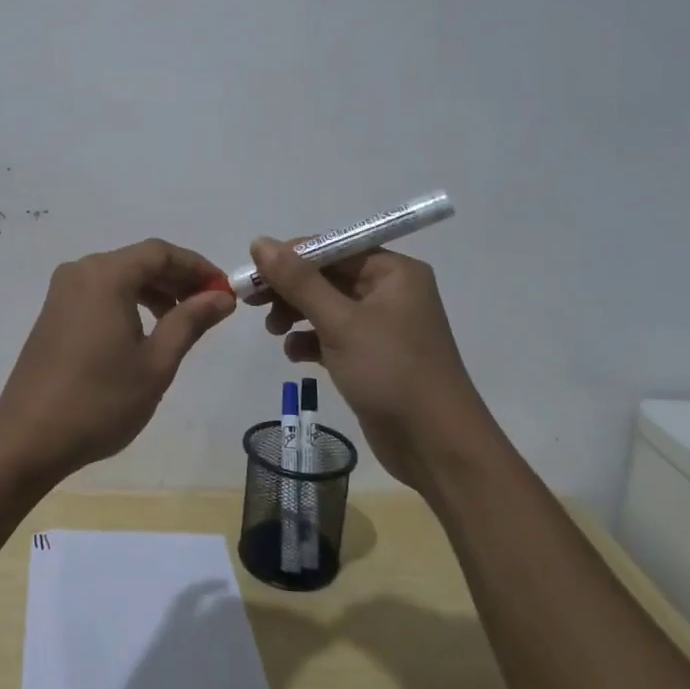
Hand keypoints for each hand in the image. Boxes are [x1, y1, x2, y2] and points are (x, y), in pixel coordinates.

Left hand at [0, 239, 236, 483]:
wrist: (28, 438)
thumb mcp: (156, 362)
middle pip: (139, 261)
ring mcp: (63, 292)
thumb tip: (221, 296)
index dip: (198, 267)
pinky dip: (129, 302)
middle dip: (178, 279)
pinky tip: (146, 330)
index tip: (225, 289)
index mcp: (106, 275)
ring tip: (183, 320)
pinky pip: (101, 293)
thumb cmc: (100, 400)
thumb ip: (190, 321)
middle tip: (211, 305)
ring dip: (155, 291)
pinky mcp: (54, 313)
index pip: (161, 253)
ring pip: (119, 277)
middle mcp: (81, 272)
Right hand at [251, 238, 481, 489]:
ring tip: (273, 331)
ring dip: (297, 314)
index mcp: (393, 272)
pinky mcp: (373, 356)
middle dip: (290, 288)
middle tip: (253, 303)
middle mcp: (390, 291)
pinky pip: (333, 335)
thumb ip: (298, 281)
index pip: (333, 248)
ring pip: (327, 306)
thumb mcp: (340, 323)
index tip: (253, 273)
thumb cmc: (391, 372)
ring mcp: (382, 326)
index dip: (290, 257)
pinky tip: (294, 355)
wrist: (436, 446)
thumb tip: (259, 243)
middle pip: (327, 276)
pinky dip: (311, 340)